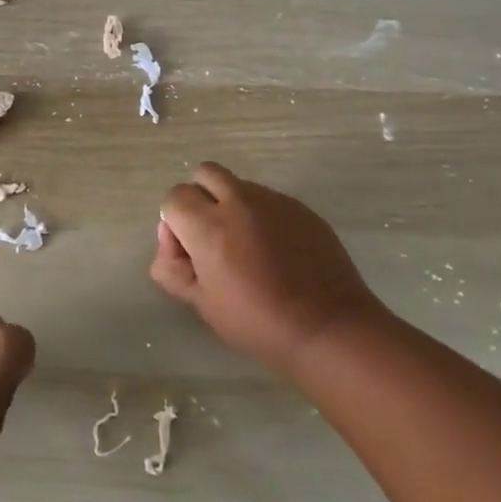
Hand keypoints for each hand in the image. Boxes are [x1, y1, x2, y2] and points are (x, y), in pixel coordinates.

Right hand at [153, 162, 387, 375]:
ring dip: (231, 205)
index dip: (174, 224)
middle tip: (212, 237)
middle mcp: (239, 201)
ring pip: (238, 185)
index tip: (189, 253)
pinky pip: (269, 199)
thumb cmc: (258, 323)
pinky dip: (262, 216)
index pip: (174, 197)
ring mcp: (274, 201)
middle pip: (204, 173)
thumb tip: (171, 242)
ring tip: (247, 247)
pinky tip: (276, 252)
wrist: (329, 328)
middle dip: (200, 198)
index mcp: (209, 226)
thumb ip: (172, 267)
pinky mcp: (301, 208)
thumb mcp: (201, 304)